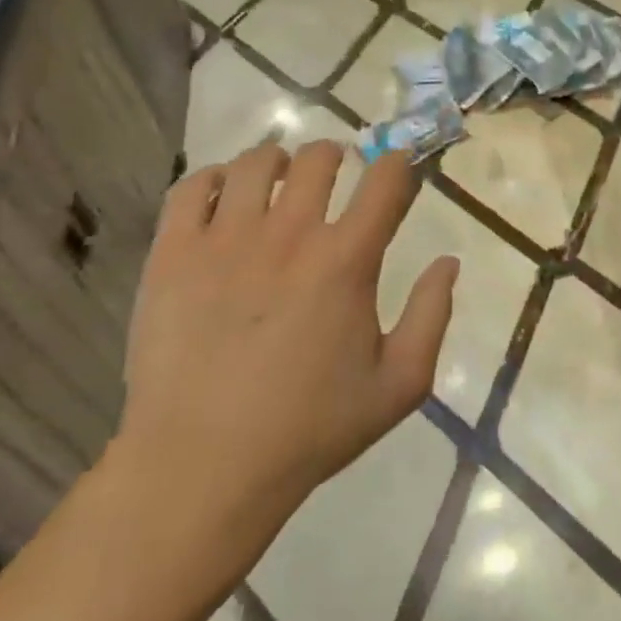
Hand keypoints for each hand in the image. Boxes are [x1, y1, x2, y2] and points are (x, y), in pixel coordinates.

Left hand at [110, 141, 457, 577]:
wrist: (203, 466)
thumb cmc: (310, 428)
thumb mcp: (400, 384)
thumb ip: (432, 315)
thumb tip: (448, 262)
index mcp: (347, 261)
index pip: (384, 182)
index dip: (398, 163)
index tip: (398, 164)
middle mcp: (289, 235)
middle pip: (318, 159)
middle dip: (337, 153)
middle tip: (338, 168)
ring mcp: (224, 240)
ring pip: (254, 164)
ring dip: (278, 160)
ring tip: (281, 177)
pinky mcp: (172, 256)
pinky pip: (191, 188)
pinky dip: (214, 178)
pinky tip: (224, 195)